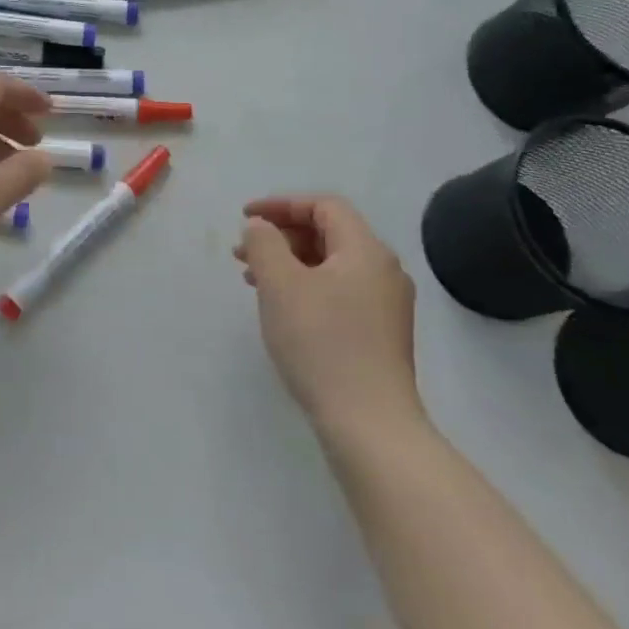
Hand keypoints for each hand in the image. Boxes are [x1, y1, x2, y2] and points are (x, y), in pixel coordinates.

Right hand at [235, 195, 423, 451]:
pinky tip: (282, 308)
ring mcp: (386, 304)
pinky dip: (306, 286)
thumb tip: (262, 227)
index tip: (244, 217)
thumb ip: (265, 244)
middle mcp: (383, 270)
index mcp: (366, 250)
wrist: (369, 424)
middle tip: (242, 252)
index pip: (324, 206)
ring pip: (331, 264)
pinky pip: (338, 291)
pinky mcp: (380, 333)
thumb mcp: (280, 284)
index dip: (281, 205)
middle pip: (329, 233)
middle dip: (281, 235)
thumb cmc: (321, 343)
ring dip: (289, 262)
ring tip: (252, 279)